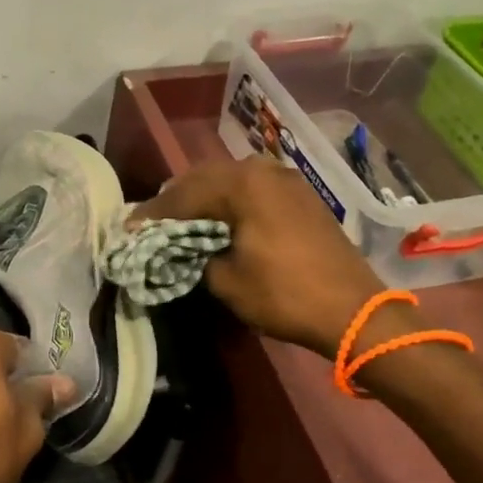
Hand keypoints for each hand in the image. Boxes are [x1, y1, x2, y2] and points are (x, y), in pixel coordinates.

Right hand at [134, 160, 390, 355]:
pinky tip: (219, 219)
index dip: (152, 214)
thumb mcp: (225, 280)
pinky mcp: (301, 196)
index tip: (128, 228)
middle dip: (176, 200)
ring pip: (230, 180)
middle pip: (204, 178)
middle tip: (151, 222)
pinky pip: (253, 189)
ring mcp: (286, 180)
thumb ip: (195, 254)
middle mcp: (263, 171)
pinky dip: (230, 201)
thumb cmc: (284, 294)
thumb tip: (182, 248)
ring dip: (204, 197)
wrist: (354, 311)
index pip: (182, 195)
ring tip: (182, 219)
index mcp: (242, 185)